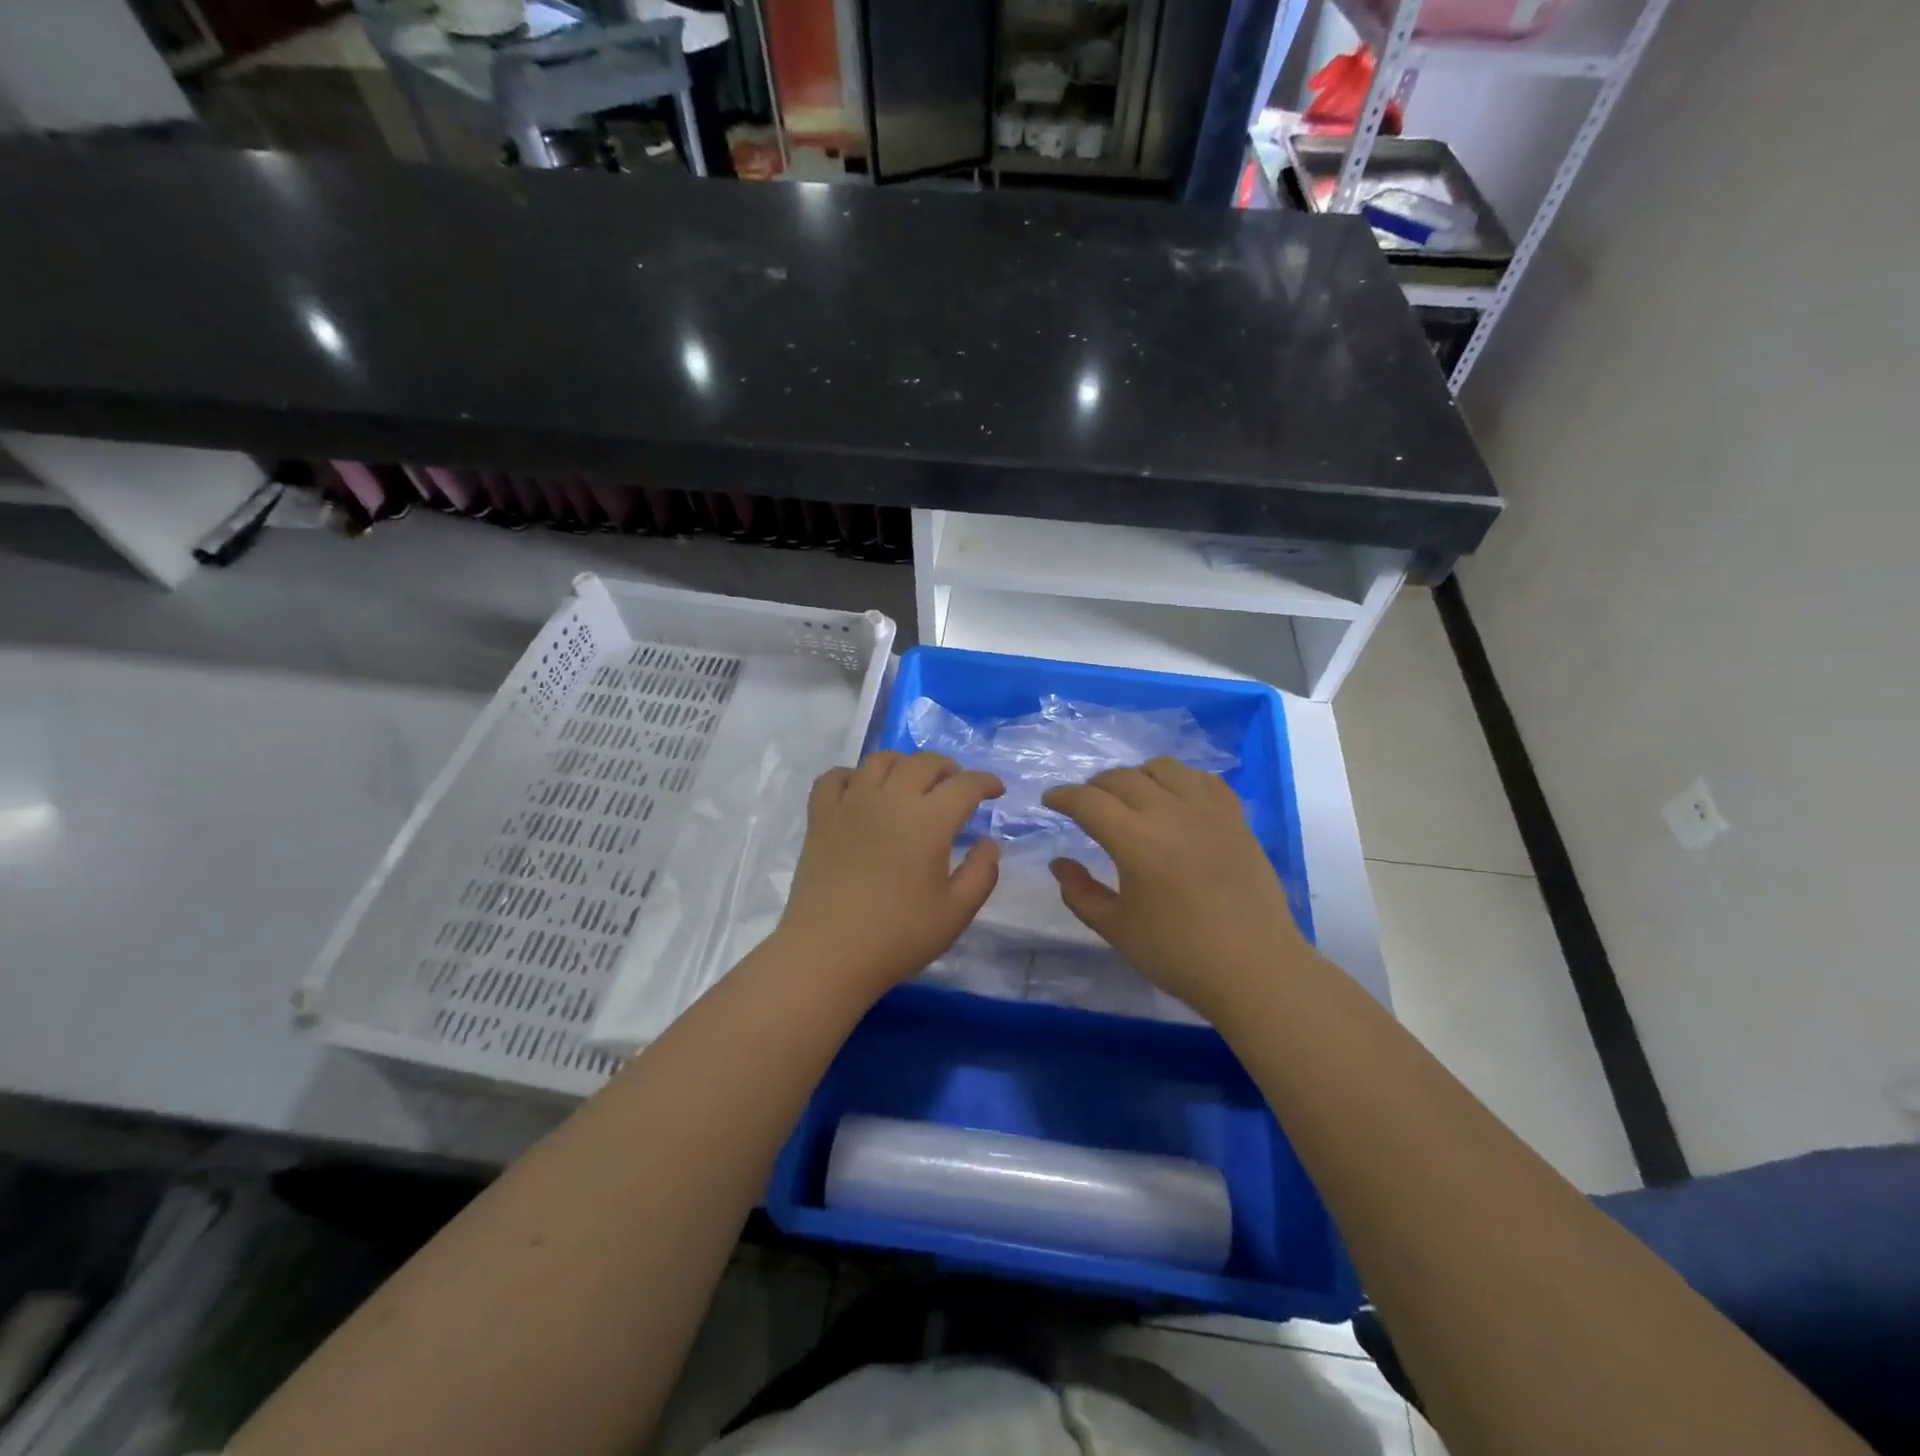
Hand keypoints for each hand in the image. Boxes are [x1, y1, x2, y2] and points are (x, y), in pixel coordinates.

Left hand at [774, 751, 1003, 999]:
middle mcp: (891, 799)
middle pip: (923, 763)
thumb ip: (982, 873)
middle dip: (948, 768)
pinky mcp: (821, 817)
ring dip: (904, 764)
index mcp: (929, 820)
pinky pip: (834, 778)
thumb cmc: (898, 936)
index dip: (986, 782)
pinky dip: (852, 776)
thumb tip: (988, 842)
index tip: (995, 791)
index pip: (965, 785)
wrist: (828, 953)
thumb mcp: (957, 913)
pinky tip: (860, 791)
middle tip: (956, 785)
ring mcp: (851, 803)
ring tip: (911, 782)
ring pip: (880, 761)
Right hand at [1043, 757, 1309, 1017]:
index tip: (1050, 801)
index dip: (1063, 796)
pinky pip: (1204, 780)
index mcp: (1135, 840)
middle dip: (1095, 786)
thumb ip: (1080, 893)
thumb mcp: (1117, 930)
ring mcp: (1207, 812)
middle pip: (1122, 778)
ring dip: (1137, 775)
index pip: (1088, 801)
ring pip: (1164, 768)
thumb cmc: (1179, 954)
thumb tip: (1059, 863)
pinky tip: (1176, 798)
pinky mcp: (1235, 819)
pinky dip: (1181, 780)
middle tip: (1085, 803)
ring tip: (1131, 797)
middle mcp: (1170, 813)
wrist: (1256, 968)